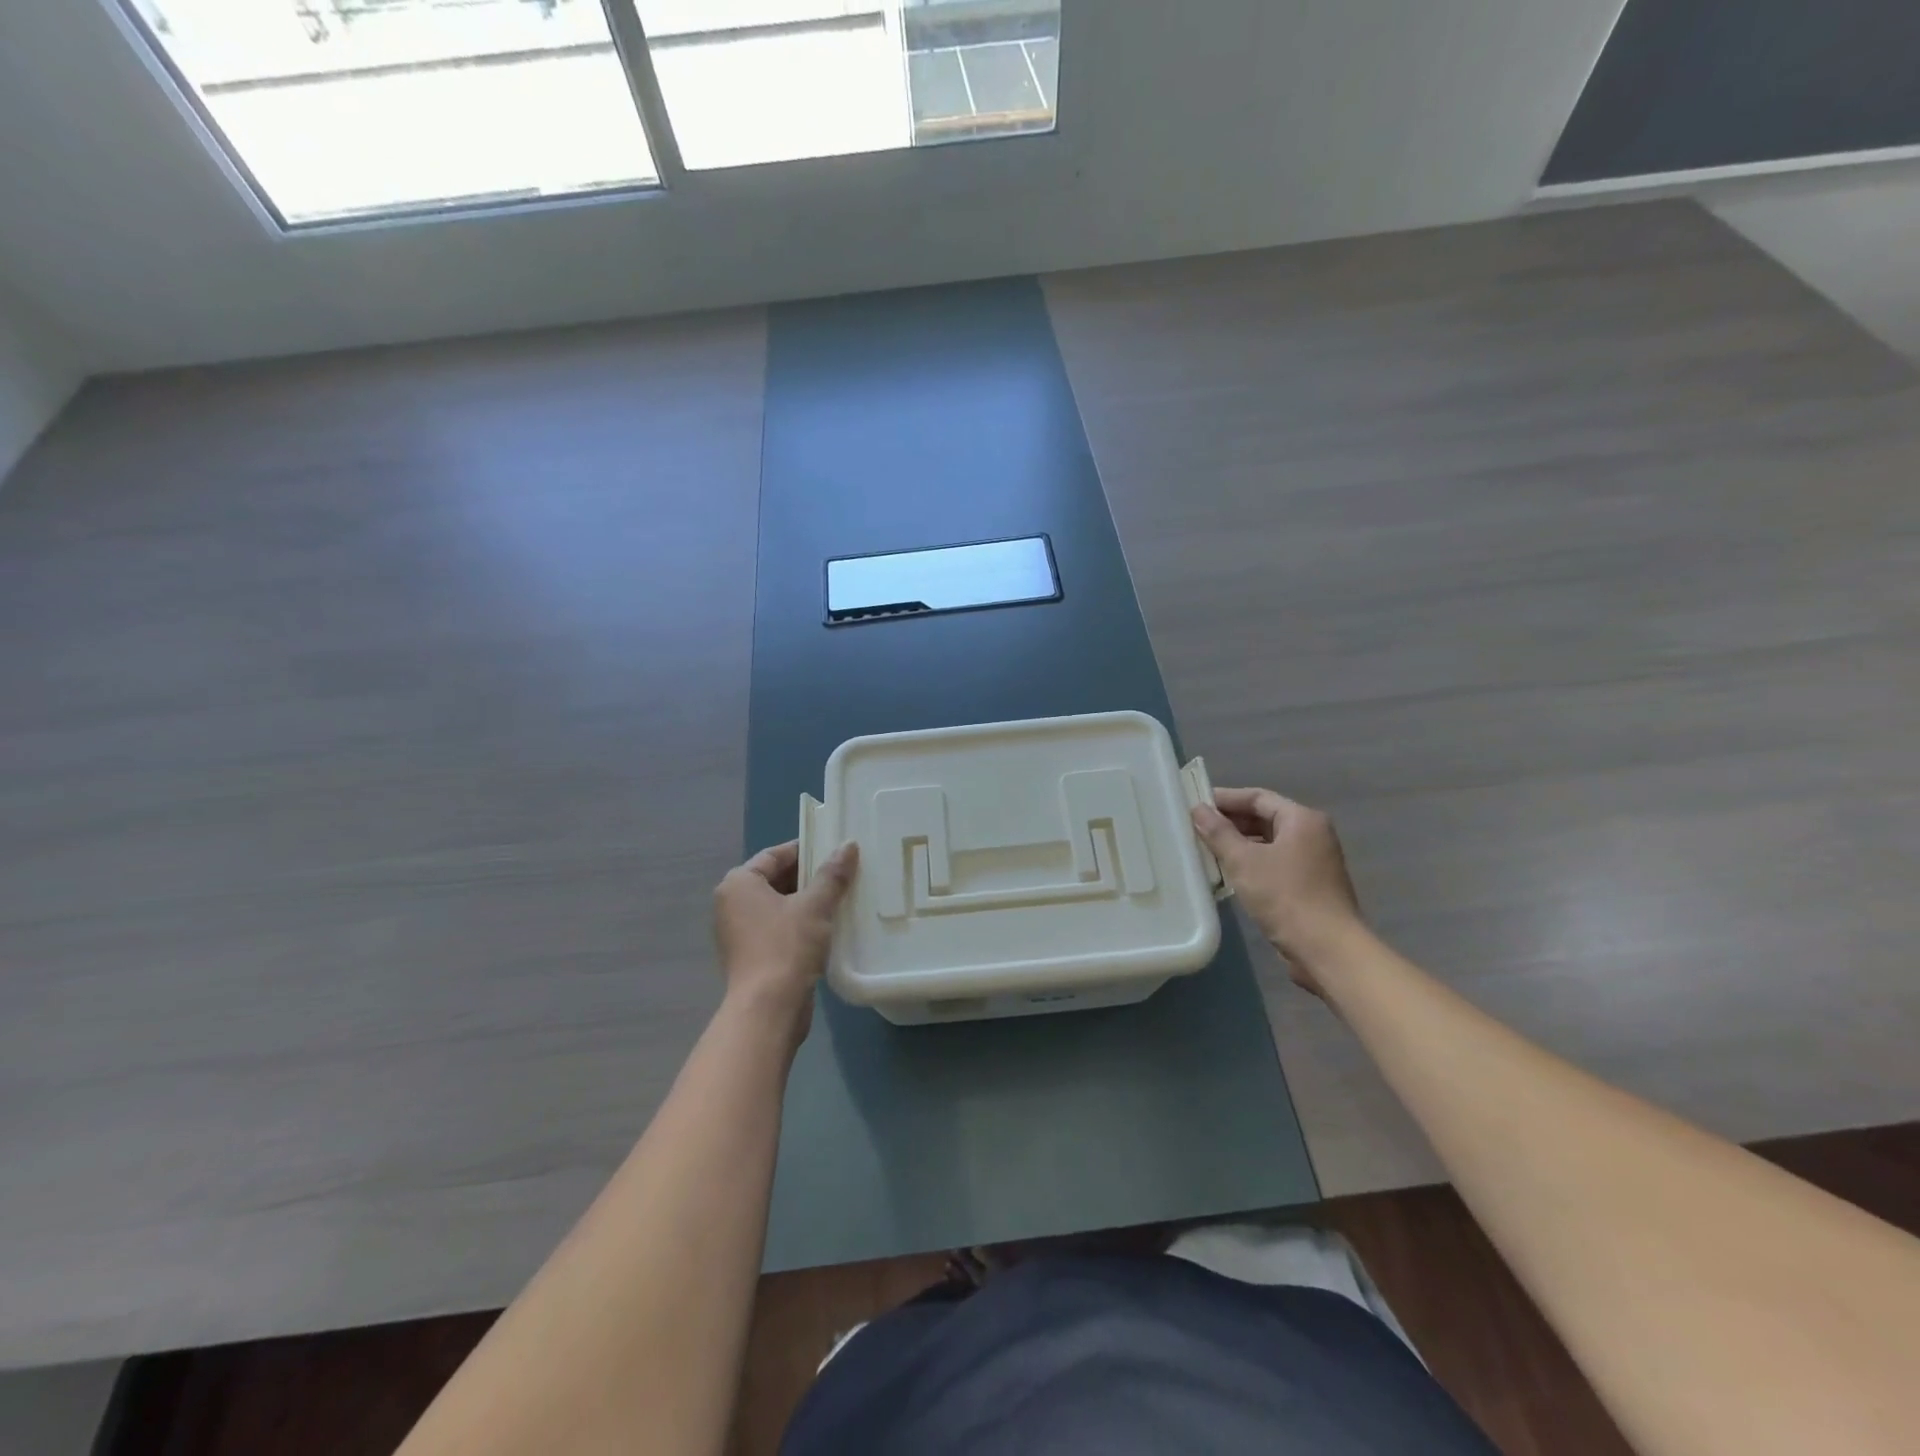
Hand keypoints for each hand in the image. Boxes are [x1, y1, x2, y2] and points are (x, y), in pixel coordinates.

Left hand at [712, 839, 858, 1042]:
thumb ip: (832, 874)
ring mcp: (740, 932)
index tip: (835, 849)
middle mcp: (732, 904)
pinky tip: (830, 926)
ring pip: (780, 905)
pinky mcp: (752, 955)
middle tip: (845, 872)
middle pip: (776, 879)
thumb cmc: (786, 946)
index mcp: (739, 883)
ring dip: (808, 901)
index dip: (806, 849)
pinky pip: (780, 928)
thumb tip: (849, 845)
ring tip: (843, 896)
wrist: (769, 1009)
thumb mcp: (815, 905)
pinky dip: (801, 924)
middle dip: (810, 877)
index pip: (775, 855)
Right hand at [1192, 788, 1362, 995]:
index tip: (1196, 804)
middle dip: (1231, 822)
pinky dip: (1252, 863)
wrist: (1327, 949)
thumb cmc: (1285, 896)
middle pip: (1265, 818)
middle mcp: (1313, 834)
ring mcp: (1314, 861)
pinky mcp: (1310, 885)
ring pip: (1269, 842)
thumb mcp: (1243, 861)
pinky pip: (1275, 863)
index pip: (1258, 797)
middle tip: (1197, 827)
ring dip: (1239, 844)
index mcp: (1302, 819)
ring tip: (1206, 849)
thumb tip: (1198, 809)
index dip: (1226, 799)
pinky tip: (1229, 873)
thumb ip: (1219, 833)